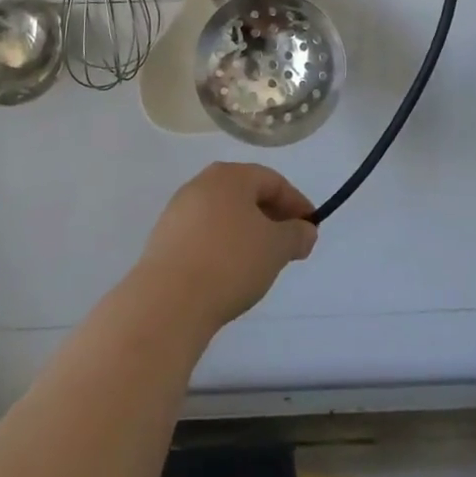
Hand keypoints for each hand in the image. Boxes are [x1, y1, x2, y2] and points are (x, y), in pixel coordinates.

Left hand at [132, 163, 317, 335]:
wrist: (168, 300)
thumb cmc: (230, 262)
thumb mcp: (276, 248)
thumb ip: (296, 235)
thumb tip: (305, 230)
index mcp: (230, 176)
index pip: (273, 181)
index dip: (297, 204)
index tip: (311, 229)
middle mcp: (201, 184)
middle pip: (246, 194)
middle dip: (271, 216)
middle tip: (289, 244)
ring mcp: (178, 210)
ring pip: (224, 214)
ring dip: (247, 232)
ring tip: (261, 261)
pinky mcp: (164, 238)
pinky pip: (204, 234)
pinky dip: (223, 245)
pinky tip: (229, 271)